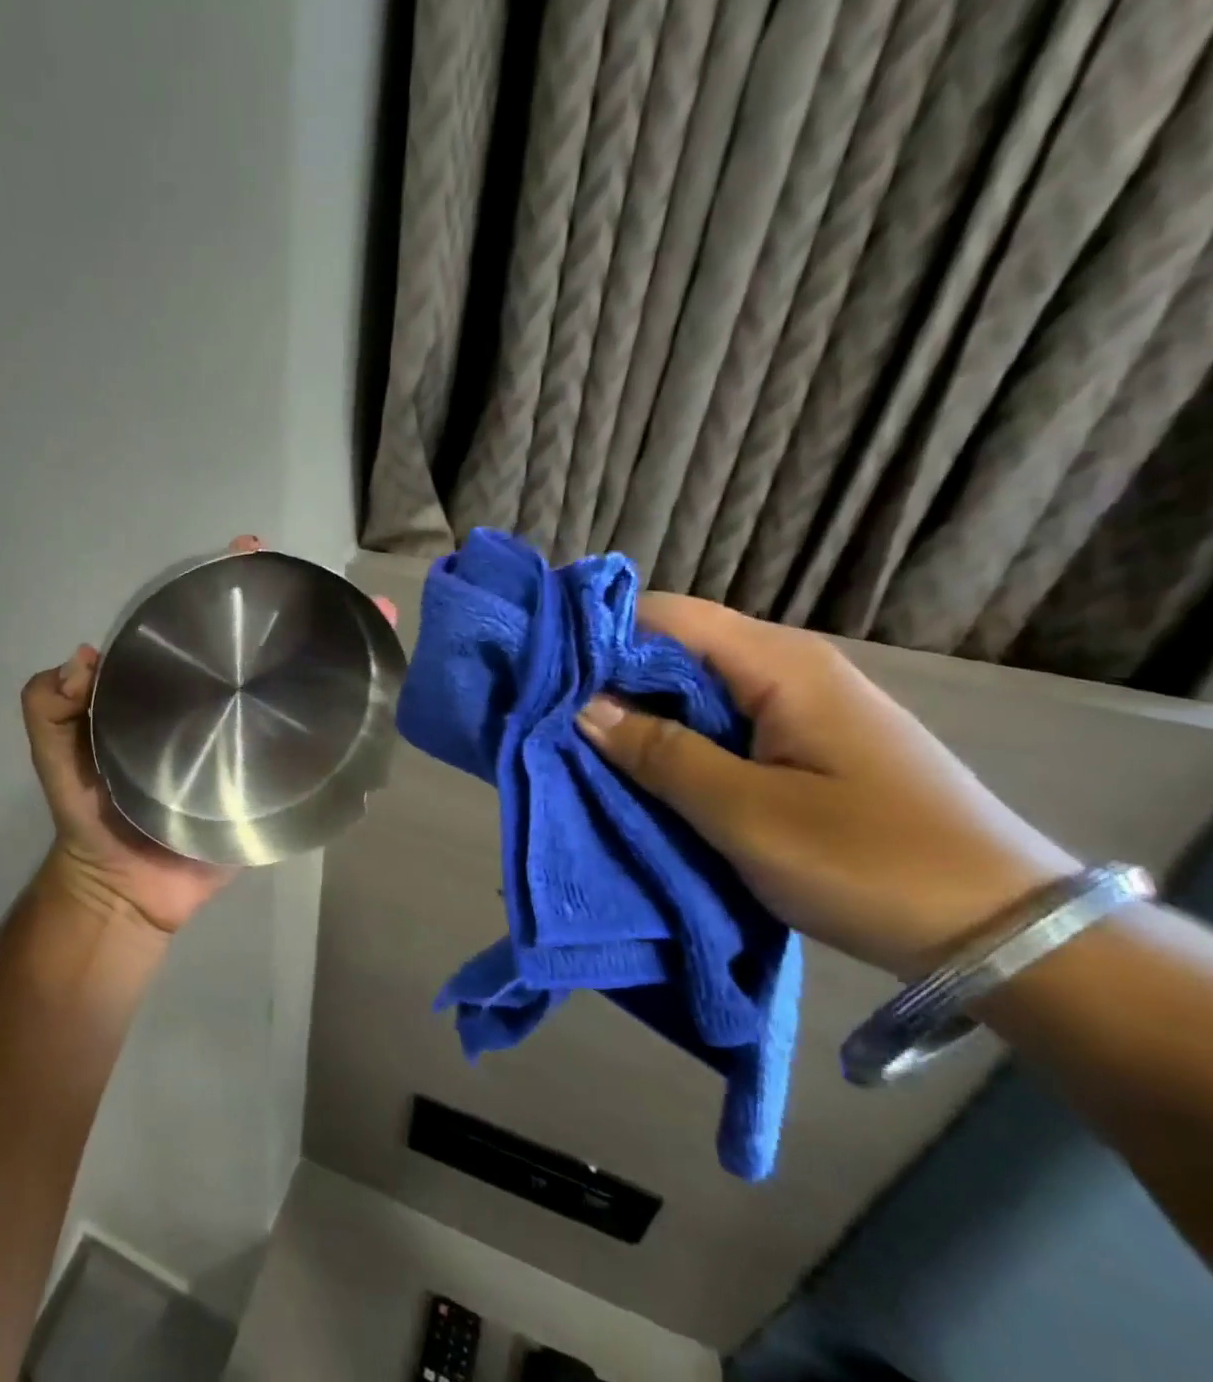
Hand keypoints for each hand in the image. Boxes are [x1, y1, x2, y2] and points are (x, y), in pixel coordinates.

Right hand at [576, 594, 1080, 978]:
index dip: (602, 632)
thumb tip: (584, 706)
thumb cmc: (869, 862)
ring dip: (643, 712)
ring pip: (697, 687)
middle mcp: (790, 667)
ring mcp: (803, 706)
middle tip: (553, 713)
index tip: (543, 667)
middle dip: (613, 676)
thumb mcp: (745, 813)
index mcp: (778, 664)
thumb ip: (659, 752)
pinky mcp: (808, 744)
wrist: (1008, 937)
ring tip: (585, 741)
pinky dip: (677, 737)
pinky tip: (647, 766)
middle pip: (678, 647)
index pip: (667, 615)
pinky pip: (723, 720)